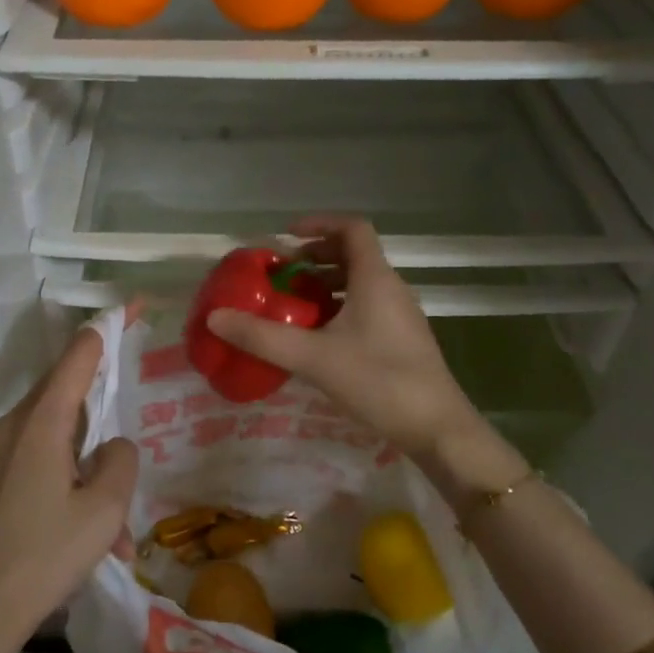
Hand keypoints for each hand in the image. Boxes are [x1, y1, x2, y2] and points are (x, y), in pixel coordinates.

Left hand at [0, 327, 137, 652]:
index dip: (106, 329)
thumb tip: (111, 447)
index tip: (131, 308)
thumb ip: (119, 459)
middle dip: (100, 405)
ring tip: (112, 518)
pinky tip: (82, 528)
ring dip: (86, 459)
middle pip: (64, 392)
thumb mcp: (105, 508)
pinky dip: (65, 478)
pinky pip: (35, 459)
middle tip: (128, 423)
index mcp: (41, 422)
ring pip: (53, 433)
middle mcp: (13, 426)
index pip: (78, 356)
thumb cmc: (45, 554)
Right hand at [205, 217, 485, 465]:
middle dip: (315, 258)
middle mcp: (391, 288)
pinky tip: (317, 337)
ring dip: (326, 285)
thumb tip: (216, 317)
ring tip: (293, 305)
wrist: (437, 428)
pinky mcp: (401, 339)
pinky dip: (339, 308)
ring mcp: (399, 314)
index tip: (286, 237)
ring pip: (359, 283)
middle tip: (282, 275)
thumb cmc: (379, 381)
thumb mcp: (314, 358)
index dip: (318, 223)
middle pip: (353, 254)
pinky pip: (366, 307)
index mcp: (375, 278)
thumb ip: (263, 337)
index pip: (352, 228)